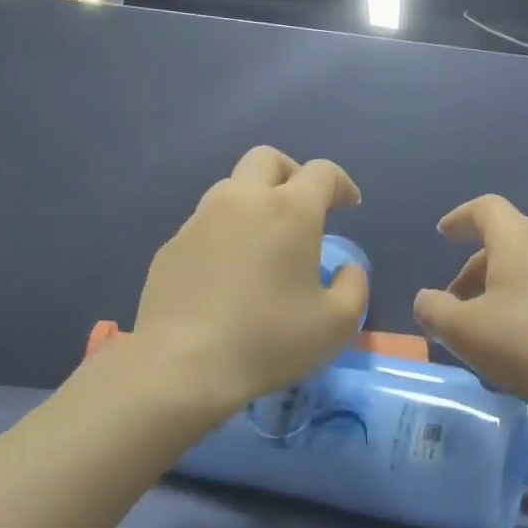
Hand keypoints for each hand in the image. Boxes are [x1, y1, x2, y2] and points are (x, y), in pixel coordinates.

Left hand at [125, 146, 368, 416]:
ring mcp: (200, 220)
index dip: (341, 184)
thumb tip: (346, 269)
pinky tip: (229, 272)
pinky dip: (226, 232)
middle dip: (292, 174)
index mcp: (289, 210)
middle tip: (303, 207)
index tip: (349, 205)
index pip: (321, 173)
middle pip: (267, 159)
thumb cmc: (269, 341)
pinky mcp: (172, 245)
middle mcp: (242, 201)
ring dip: (255, 201)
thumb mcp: (337, 323)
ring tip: (265, 240)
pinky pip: (206, 223)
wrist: (182, 367)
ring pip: (232, 188)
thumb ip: (354, 286)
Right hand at [413, 194, 527, 410]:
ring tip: (481, 330)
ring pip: (525, 269)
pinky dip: (521, 305)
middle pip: (505, 242)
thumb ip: (434, 310)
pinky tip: (515, 344)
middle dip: (473, 269)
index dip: (460, 218)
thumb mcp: (464, 330)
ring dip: (496, 290)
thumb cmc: (527, 342)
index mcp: (518, 241)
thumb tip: (427, 300)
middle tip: (453, 304)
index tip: (443, 234)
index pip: (486, 208)